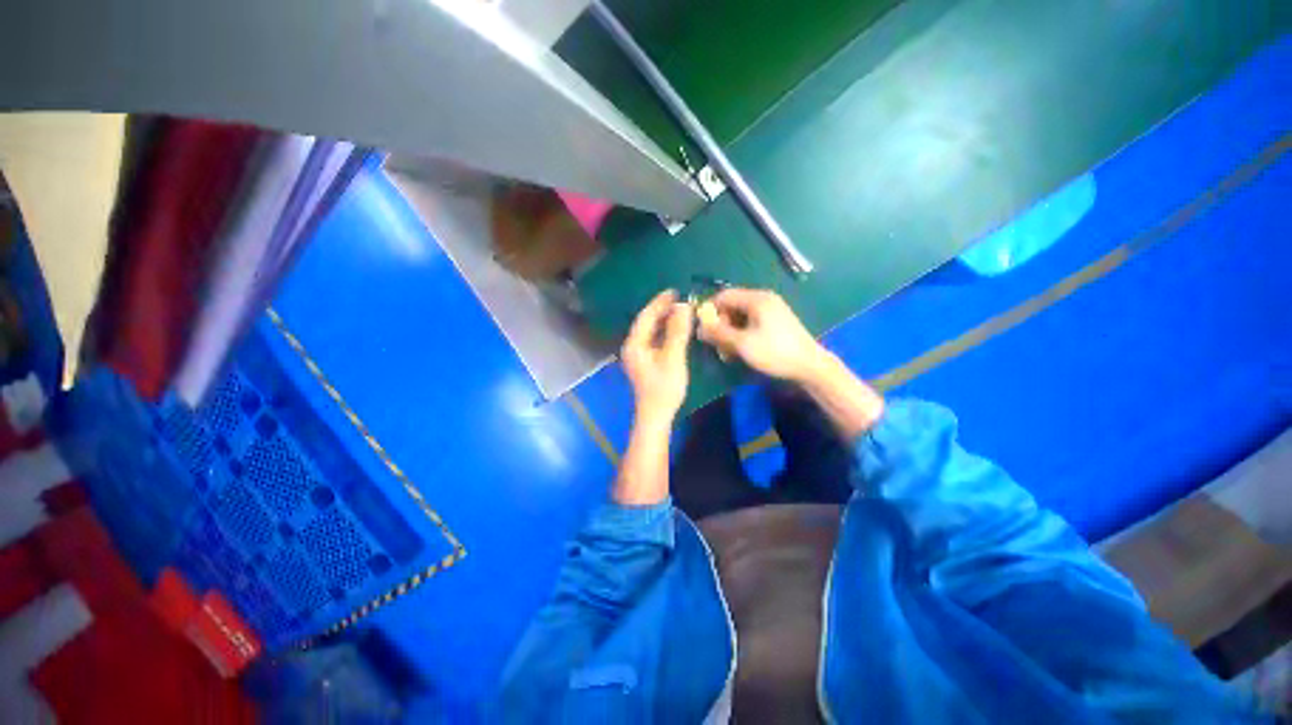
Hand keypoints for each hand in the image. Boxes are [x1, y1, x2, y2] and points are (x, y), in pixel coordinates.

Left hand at [621, 290, 693, 423]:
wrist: (656, 415)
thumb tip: (683, 306)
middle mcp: (632, 347)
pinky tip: (674, 330)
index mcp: (634, 344)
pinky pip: (653, 340)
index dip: (660, 302)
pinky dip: (663, 332)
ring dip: (663, 320)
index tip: (674, 291)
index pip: (646, 316)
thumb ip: (677, 331)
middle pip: (646, 322)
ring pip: (649, 331)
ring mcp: (637, 356)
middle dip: (662, 310)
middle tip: (679, 299)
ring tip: (679, 311)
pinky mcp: (644, 363)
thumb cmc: (664, 387)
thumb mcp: (673, 357)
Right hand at [697, 288, 827, 381]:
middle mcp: (763, 299)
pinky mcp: (775, 322)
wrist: (809, 366)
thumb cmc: (775, 352)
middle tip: (716, 345)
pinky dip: (741, 334)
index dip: (709, 310)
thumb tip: (699, 327)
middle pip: (731, 306)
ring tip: (727, 352)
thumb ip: (718, 333)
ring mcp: (771, 311)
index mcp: (756, 299)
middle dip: (720, 325)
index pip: (724, 295)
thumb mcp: (742, 343)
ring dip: (730, 332)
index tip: (702, 329)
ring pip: (740, 317)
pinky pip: (750, 323)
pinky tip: (739, 350)